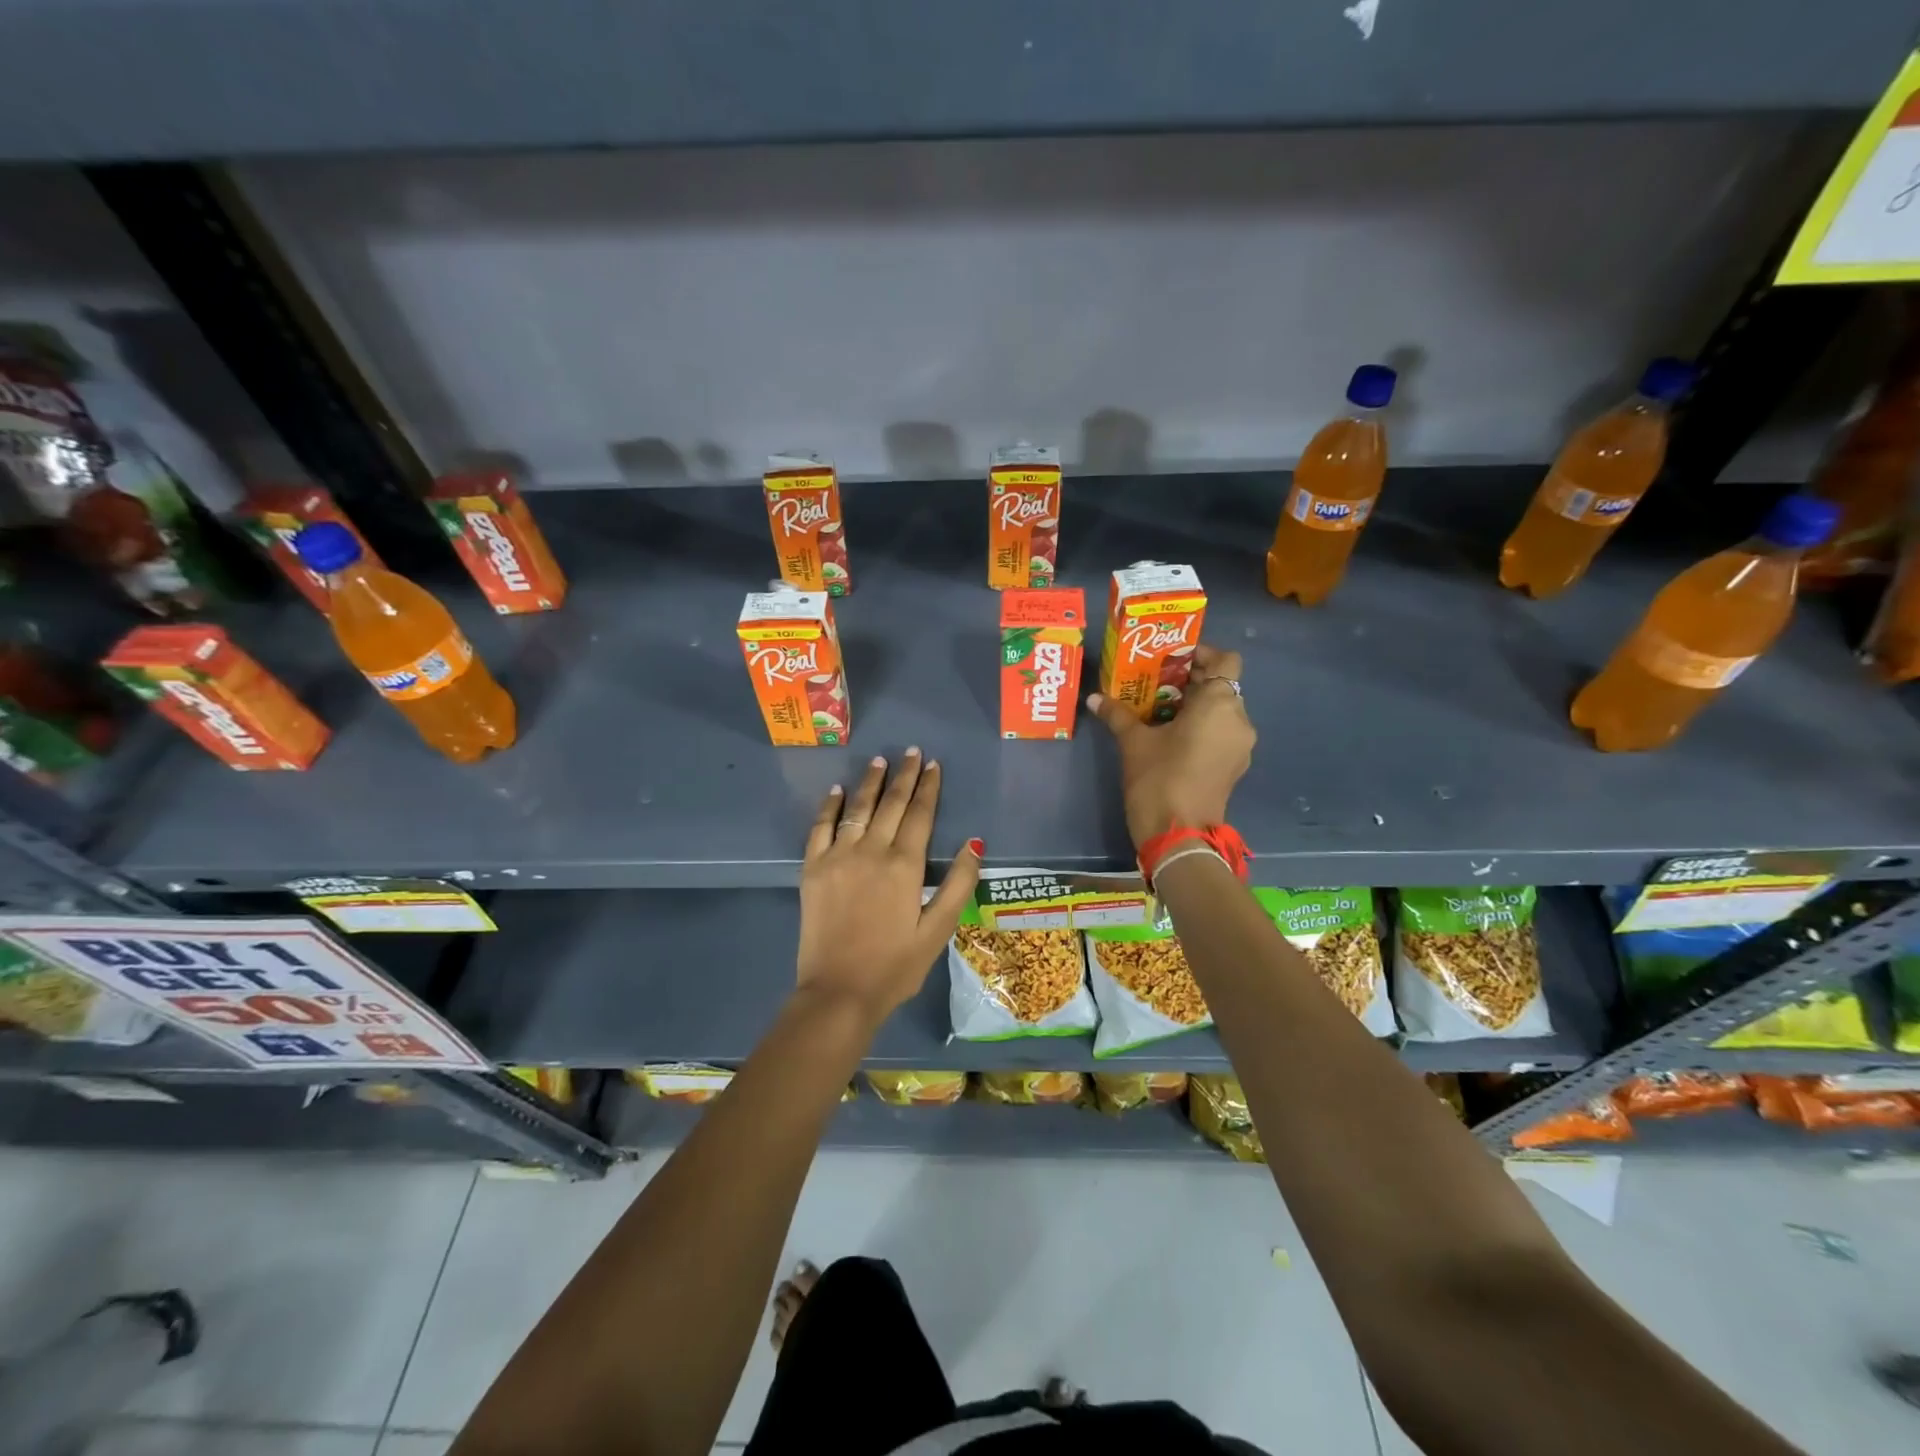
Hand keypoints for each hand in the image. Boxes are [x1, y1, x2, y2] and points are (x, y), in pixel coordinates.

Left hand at [795, 749, 981, 1025]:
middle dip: (904, 776)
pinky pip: (821, 827)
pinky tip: (837, 790)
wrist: (838, 993)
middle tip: (911, 752)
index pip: (920, 814)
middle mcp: (871, 851)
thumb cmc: (895, 966)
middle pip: (891, 804)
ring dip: (871, 782)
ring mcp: (838, 857)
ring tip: (881, 761)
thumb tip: (974, 843)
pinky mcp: (812, 869)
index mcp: (905, 866)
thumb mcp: (938, 931)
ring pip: (857, 808)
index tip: (934, 764)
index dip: (929, 787)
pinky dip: (830, 806)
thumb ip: (958, 885)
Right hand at [1088, 644, 1254, 848]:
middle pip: (1223, 685)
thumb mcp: (1134, 742)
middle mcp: (1238, 719)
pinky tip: (1172, 736)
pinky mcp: (1235, 766)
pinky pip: (1222, 733)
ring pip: (1223, 711)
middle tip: (1157, 682)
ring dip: (1197, 705)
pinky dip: (1203, 727)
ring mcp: (1240, 745)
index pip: (1225, 660)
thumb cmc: (1159, 778)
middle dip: (1192, 680)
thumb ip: (1117, 714)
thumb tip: (1094, 698)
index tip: (1172, 659)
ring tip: (1161, 709)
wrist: (1179, 834)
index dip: (1202, 654)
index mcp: (1219, 704)